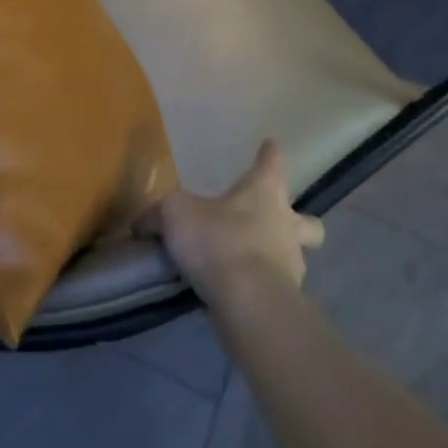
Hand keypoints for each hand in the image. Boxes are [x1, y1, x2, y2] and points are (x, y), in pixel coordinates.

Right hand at [138, 142, 324, 310]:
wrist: (248, 303)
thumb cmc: (218, 240)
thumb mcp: (175, 215)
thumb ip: (157, 215)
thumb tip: (139, 223)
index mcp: (265, 192)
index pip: (273, 162)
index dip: (270, 154)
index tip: (270, 145)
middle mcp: (287, 224)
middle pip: (308, 221)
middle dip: (298, 222)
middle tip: (275, 223)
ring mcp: (293, 265)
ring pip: (297, 257)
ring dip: (280, 258)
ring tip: (251, 265)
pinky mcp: (288, 301)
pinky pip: (279, 289)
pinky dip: (264, 289)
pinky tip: (242, 295)